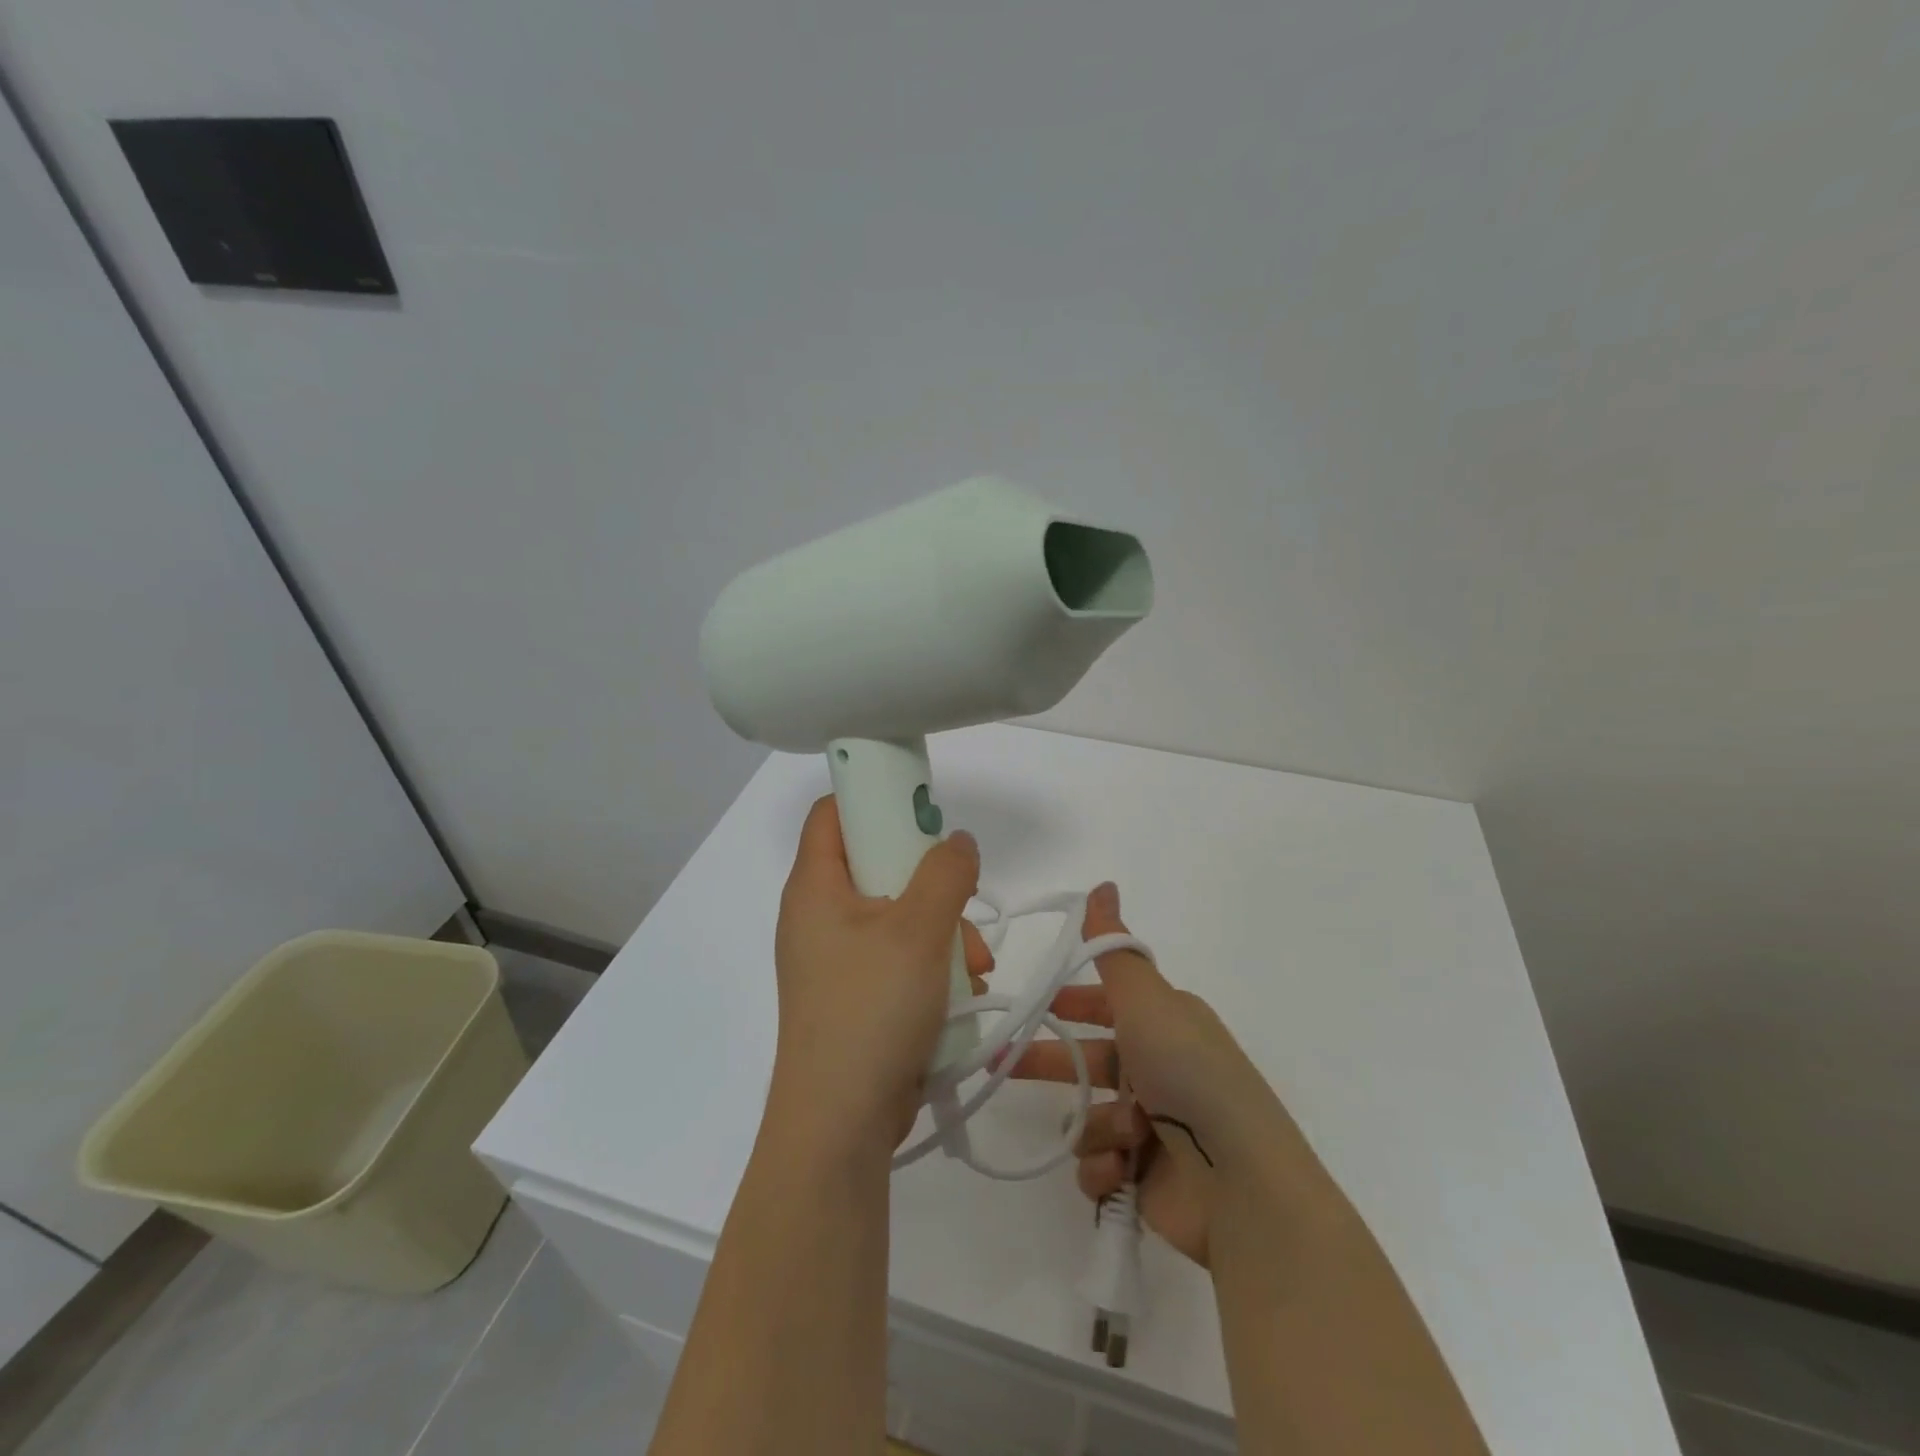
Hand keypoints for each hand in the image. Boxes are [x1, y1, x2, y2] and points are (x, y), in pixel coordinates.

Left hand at [770, 796, 993, 1155]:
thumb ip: (945, 872)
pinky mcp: (854, 994)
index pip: (833, 813)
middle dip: (929, 879)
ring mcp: (835, 958)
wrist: (840, 1124)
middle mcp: (818, 915)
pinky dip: (931, 963)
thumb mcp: (918, 930)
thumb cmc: (871, 1009)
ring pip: (896, 914)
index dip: (873, 796)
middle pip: (875, 863)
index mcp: (815, 886)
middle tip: (962, 896)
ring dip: (942, 928)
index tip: (921, 806)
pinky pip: (896, 956)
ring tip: (974, 963)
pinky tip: (963, 989)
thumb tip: (957, 842)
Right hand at [1010, 883, 1307, 1267]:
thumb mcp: (1146, 998)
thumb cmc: (1188, 1073)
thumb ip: (1112, 946)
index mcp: (1164, 1024)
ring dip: (1096, 1127)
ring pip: (1090, 1116)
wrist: (1241, 1182)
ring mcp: (1155, 1128)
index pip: (1106, 1005)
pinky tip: (1123, 1170)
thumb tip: (1102, 884)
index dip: (1070, 1003)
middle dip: (1049, 1063)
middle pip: (1088, 1060)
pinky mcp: (1147, 1178)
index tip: (1032, 1007)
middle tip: (998, 1066)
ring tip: (1123, 1138)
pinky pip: (1100, 1164)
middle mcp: (1159, 1070)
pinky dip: (1105, 1167)